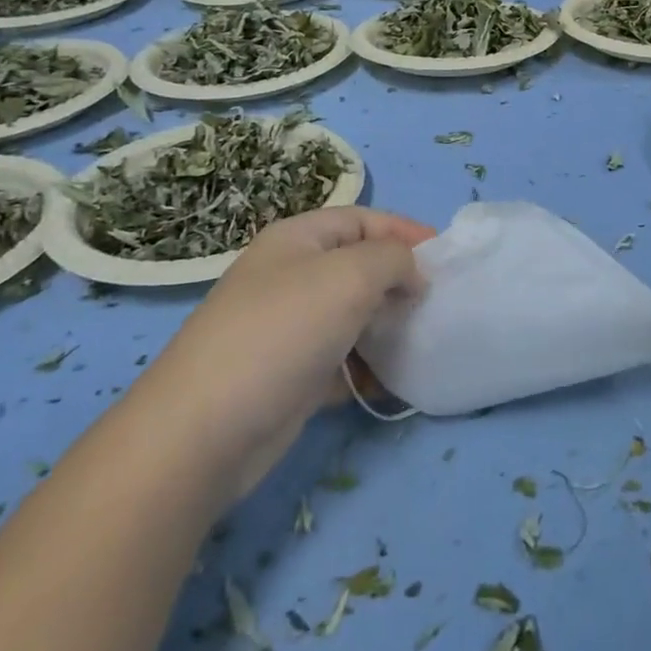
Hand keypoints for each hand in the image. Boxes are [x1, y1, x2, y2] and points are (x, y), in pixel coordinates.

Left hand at [141, 207, 436, 473]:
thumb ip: (393, 259)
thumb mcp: (350, 275)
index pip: (362, 218)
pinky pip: (342, 360)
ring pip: (353, 314)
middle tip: (436, 299)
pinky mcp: (291, 376)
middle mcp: (291, 277)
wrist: (205, 431)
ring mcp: (288, 329)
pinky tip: (395, 380)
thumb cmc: (282, 331)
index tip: (445, 256)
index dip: (404, 230)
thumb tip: (410, 274)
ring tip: (422, 336)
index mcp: (297, 239)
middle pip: (358, 265)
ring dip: (388, 323)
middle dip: (400, 278)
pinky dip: (369, 366)